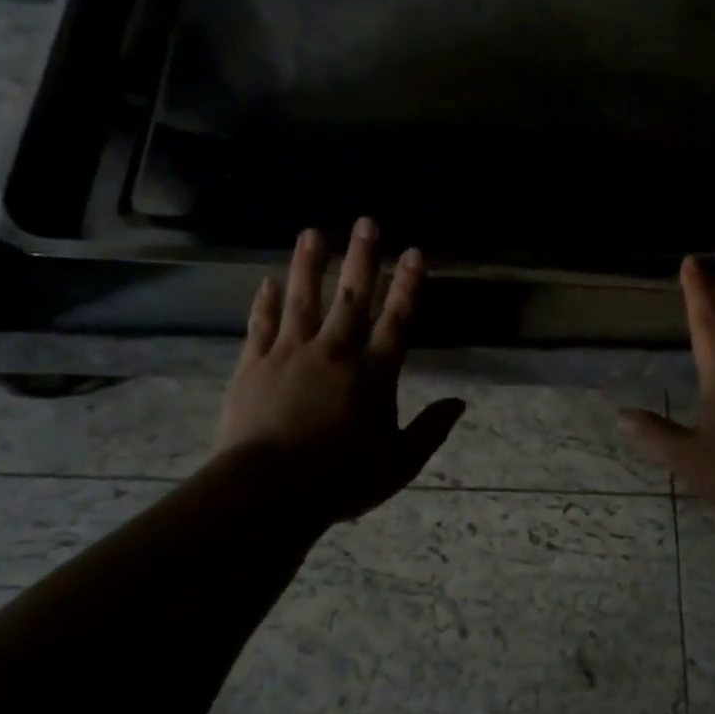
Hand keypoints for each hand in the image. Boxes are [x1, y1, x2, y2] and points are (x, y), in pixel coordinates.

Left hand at [213, 218, 465, 533]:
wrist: (269, 490)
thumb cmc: (341, 480)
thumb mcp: (400, 463)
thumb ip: (431, 429)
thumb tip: (460, 403)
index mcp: (373, 374)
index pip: (397, 320)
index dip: (408, 285)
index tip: (414, 253)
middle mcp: (335, 352)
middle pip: (351, 297)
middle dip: (361, 258)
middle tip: (366, 222)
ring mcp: (291, 354)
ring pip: (302, 300)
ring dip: (308, 265)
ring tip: (312, 233)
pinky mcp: (254, 365)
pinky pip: (262, 325)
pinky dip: (265, 303)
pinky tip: (266, 282)